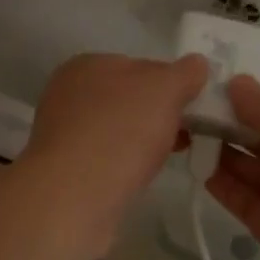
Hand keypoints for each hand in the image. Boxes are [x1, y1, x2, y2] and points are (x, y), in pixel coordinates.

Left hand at [16, 52, 208, 255]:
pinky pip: (105, 156)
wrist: (75, 196)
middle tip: (185, 135)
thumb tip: (196, 64)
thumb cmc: (121, 131)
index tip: (191, 106)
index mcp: (88, 64)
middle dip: (157, 114)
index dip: (170, 83)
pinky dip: (124, 162)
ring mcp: (63, 131)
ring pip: (116, 129)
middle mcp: (69, 93)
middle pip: (127, 98)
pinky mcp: (64, 166)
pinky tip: (138, 175)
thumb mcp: (164, 90)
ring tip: (165, 158)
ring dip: (142, 140)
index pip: (139, 66)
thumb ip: (184, 73)